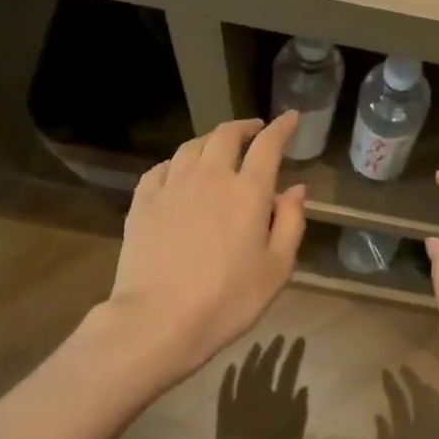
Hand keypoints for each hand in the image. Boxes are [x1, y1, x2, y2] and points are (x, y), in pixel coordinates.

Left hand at [102, 114, 307, 386]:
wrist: (158, 320)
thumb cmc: (228, 300)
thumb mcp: (277, 269)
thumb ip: (291, 223)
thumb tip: (296, 189)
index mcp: (248, 192)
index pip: (268, 145)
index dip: (282, 127)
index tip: (291, 118)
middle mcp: (209, 177)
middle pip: (226, 136)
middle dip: (245, 127)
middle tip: (255, 131)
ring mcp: (171, 186)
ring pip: (192, 146)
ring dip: (211, 140)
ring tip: (219, 147)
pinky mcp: (142, 202)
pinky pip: (161, 168)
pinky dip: (177, 162)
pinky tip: (179, 171)